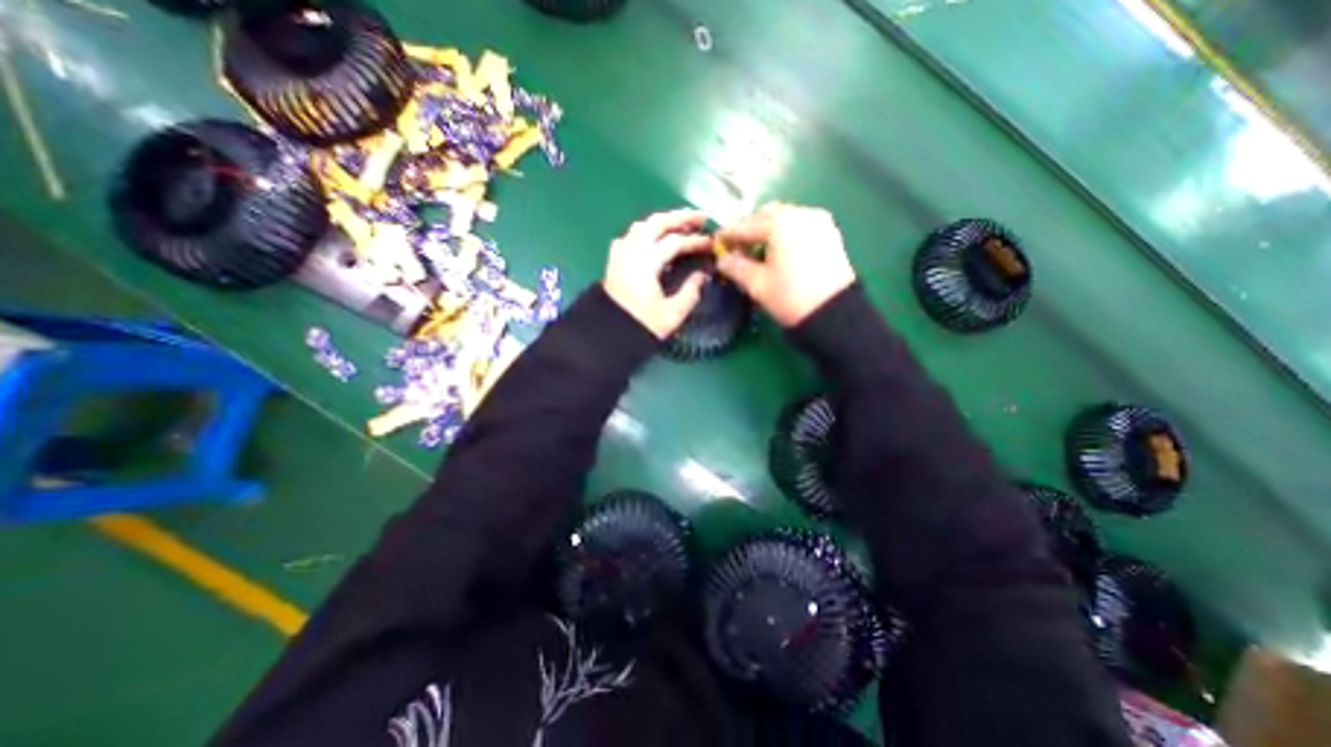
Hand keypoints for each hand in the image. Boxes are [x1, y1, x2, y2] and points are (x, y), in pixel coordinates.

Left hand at [604, 208, 711, 339]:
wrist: (608, 335)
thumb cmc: (641, 326)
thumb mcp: (672, 314)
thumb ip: (690, 291)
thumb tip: (702, 274)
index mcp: (646, 262)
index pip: (674, 243)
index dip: (695, 241)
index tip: (711, 244)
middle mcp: (632, 251)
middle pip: (656, 223)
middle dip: (680, 218)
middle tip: (700, 218)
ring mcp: (620, 254)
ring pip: (642, 226)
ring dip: (662, 222)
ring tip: (680, 226)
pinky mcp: (614, 261)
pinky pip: (630, 237)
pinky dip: (645, 232)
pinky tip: (652, 239)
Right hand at [712, 203, 858, 326]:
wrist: (835, 315)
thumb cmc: (790, 298)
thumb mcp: (757, 284)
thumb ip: (735, 267)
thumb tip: (723, 259)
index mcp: (780, 224)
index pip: (746, 226)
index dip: (728, 235)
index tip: (716, 242)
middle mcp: (801, 214)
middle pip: (767, 215)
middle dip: (750, 229)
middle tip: (738, 248)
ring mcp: (819, 222)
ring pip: (785, 218)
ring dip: (769, 230)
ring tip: (759, 251)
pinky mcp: (830, 233)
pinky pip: (801, 225)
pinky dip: (786, 233)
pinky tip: (780, 251)